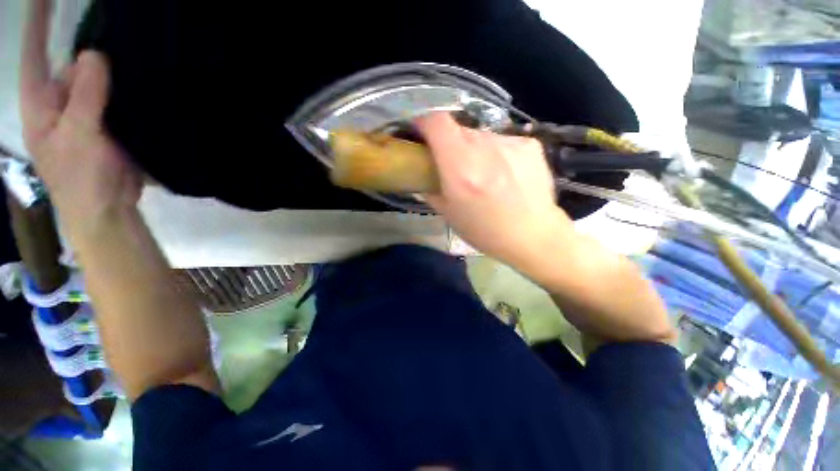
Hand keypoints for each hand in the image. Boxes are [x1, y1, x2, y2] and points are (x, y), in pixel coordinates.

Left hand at [20, 0, 140, 235]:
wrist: (108, 209)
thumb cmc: (82, 179)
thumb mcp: (78, 137)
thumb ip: (84, 96)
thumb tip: (93, 53)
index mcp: (41, 103)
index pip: (35, 54)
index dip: (38, 23)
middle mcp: (59, 101)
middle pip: (74, 65)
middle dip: (93, 57)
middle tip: (119, 47)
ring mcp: (85, 113)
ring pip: (99, 81)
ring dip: (114, 75)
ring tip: (134, 66)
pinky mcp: (108, 124)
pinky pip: (116, 98)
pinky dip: (126, 92)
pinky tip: (140, 88)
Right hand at [415, 112, 574, 265]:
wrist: (533, 235)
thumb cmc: (485, 231)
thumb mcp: (448, 214)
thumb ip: (430, 189)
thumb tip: (422, 176)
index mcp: (460, 167)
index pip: (437, 122)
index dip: (424, 122)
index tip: (421, 134)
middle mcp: (484, 148)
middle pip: (458, 130)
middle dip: (450, 144)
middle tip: (454, 165)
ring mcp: (510, 143)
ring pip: (481, 136)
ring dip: (475, 150)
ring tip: (484, 174)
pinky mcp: (529, 145)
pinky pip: (503, 142)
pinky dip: (497, 153)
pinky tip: (506, 175)